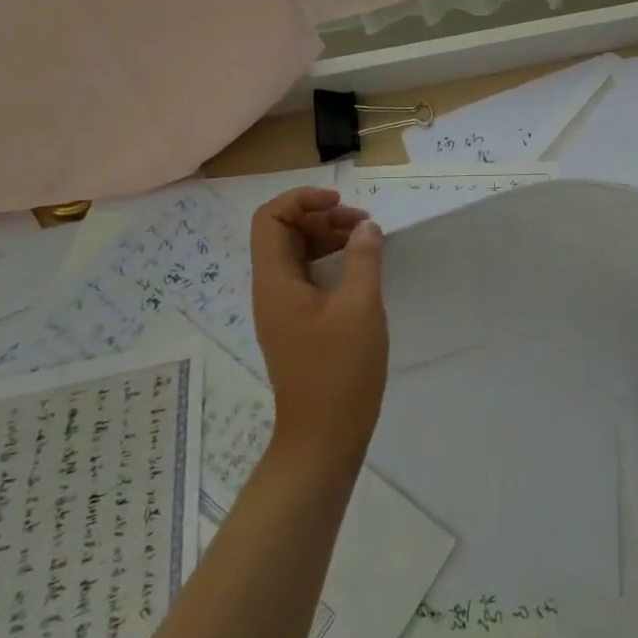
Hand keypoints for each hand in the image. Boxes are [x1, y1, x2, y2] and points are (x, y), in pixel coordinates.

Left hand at [250, 187, 386, 471]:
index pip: (270, 219)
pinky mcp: (299, 324)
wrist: (323, 437)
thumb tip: (365, 226)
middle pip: (284, 232)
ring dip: (329, 237)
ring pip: (298, 253)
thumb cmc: (340, 369)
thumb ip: (363, 258)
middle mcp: (272, 290)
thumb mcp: (360, 306)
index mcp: (275, 282)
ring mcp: (284, 309)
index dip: (302, 200)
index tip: (341, 204)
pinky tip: (361, 269)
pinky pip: (308, 276)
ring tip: (367, 241)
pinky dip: (331, 262)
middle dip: (322, 216)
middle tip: (363, 224)